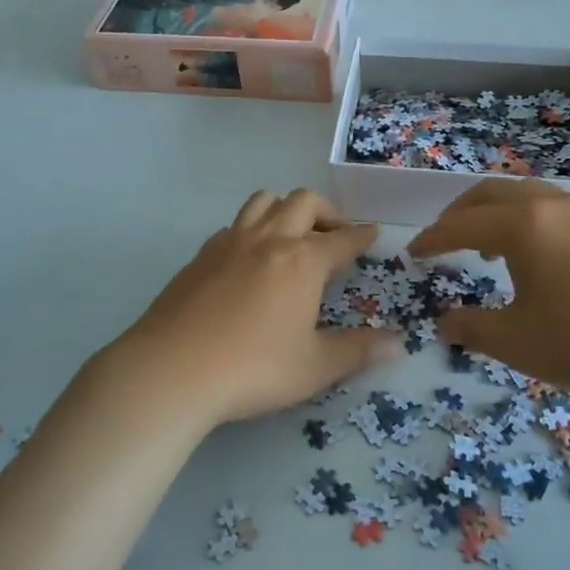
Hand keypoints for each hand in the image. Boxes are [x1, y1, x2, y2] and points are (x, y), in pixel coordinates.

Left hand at [100, 189, 401, 429]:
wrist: (171, 369)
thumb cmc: (253, 368)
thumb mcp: (315, 367)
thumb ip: (358, 350)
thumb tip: (398, 343)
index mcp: (303, 261)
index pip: (342, 239)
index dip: (361, 236)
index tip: (373, 233)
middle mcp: (269, 240)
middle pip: (303, 202)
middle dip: (327, 212)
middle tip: (335, 234)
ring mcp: (230, 242)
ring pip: (263, 201)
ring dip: (286, 208)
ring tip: (293, 235)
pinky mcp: (201, 255)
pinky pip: (234, 225)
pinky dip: (252, 230)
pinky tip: (250, 258)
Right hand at [407, 180, 569, 408]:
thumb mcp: (519, 343)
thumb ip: (472, 329)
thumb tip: (443, 322)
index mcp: (522, 225)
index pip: (460, 224)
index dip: (431, 240)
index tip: (411, 254)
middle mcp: (549, 204)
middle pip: (489, 194)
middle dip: (458, 214)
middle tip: (441, 242)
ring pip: (522, 195)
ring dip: (493, 213)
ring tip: (485, 248)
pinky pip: (548, 206)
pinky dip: (523, 219)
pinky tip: (533, 257)